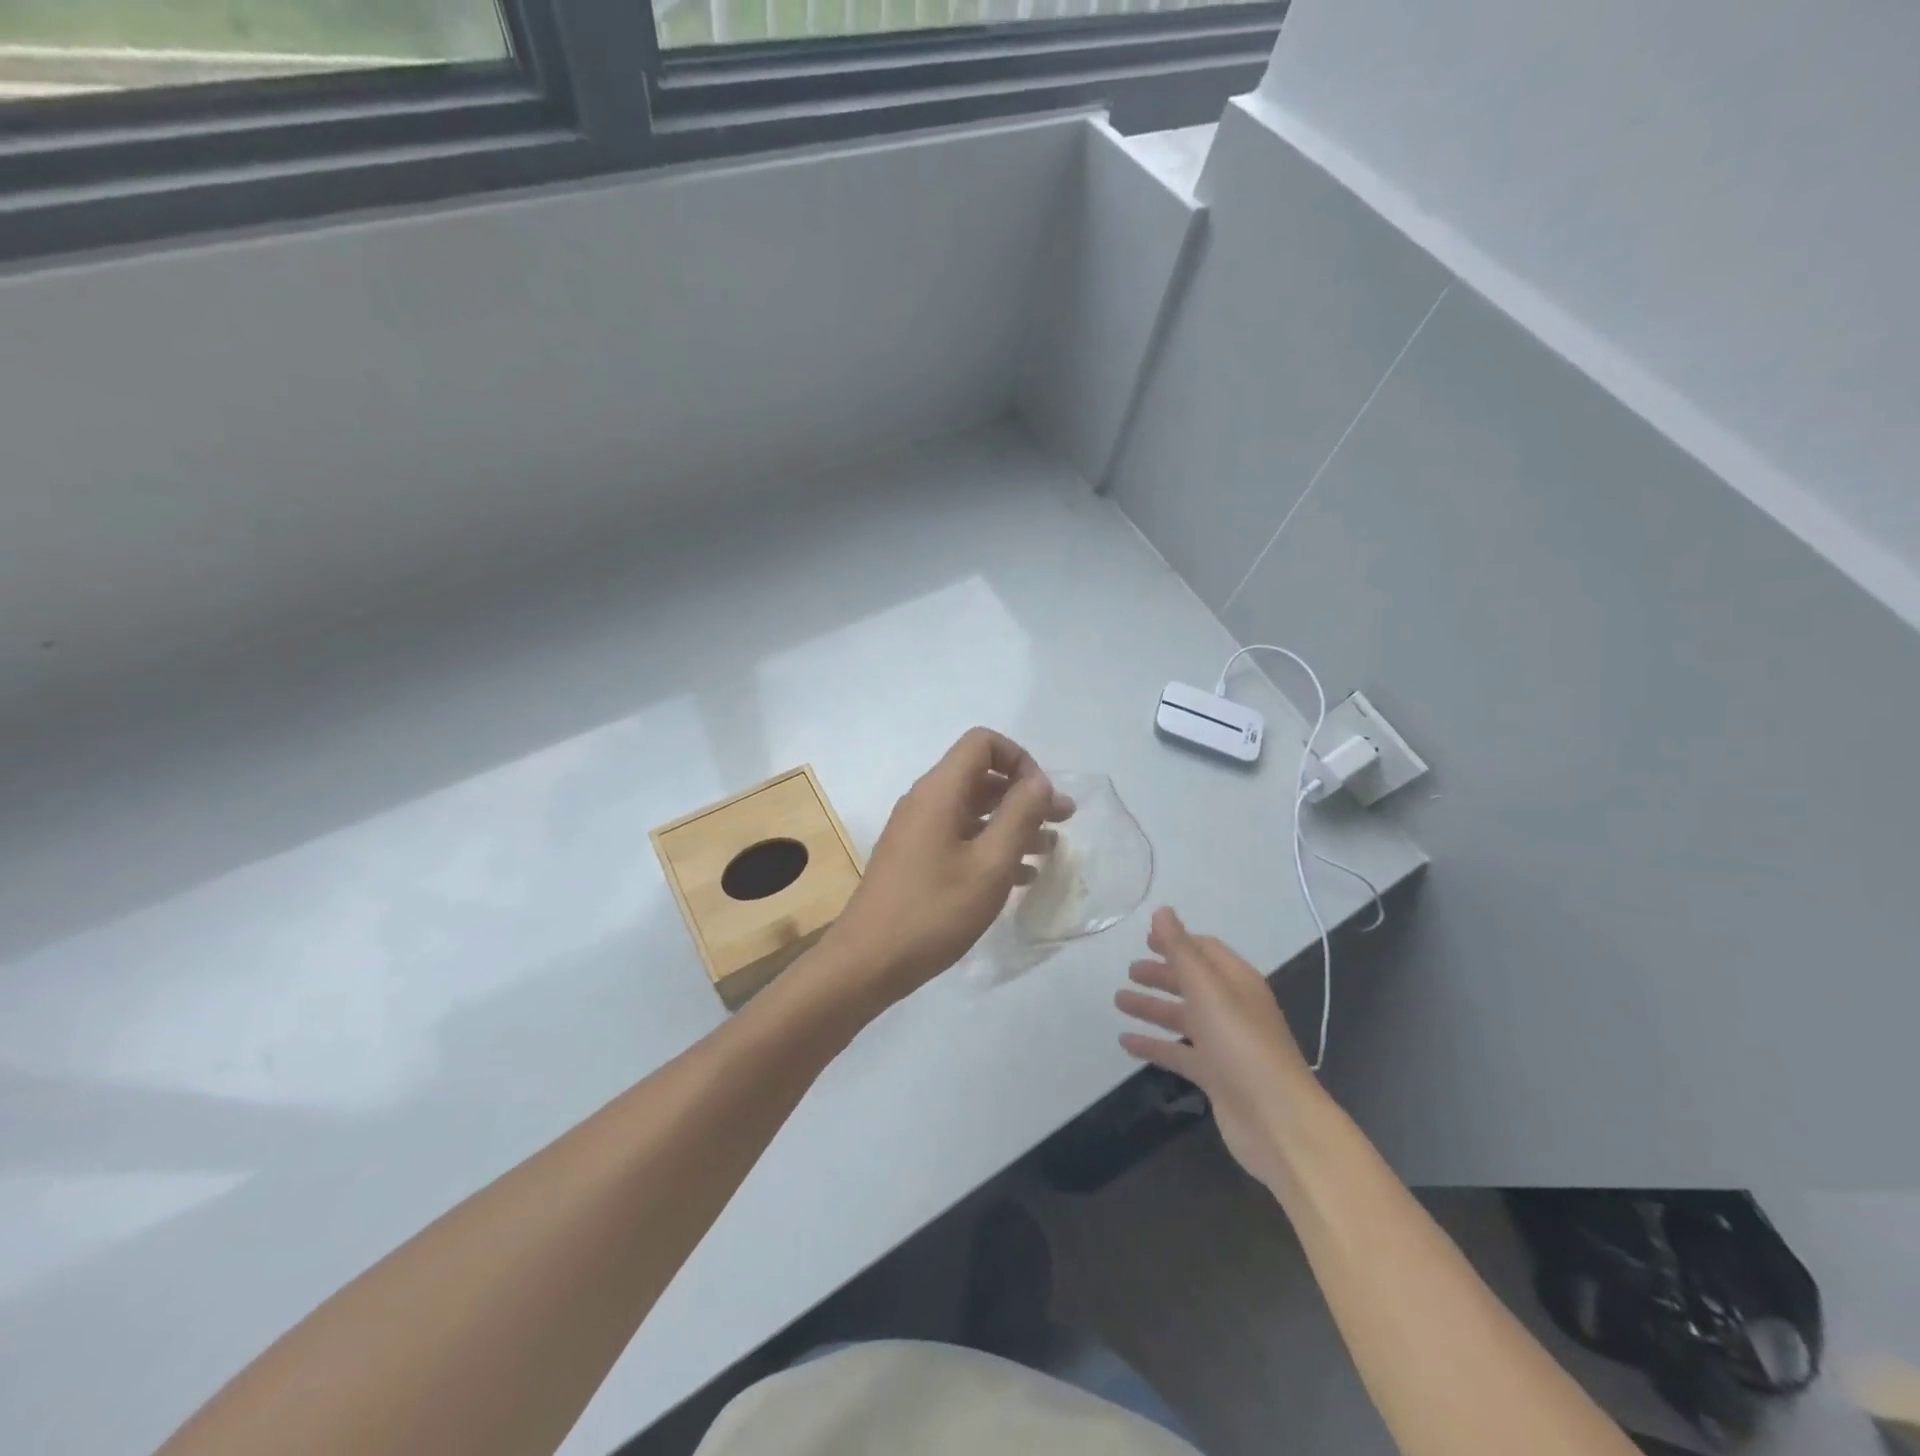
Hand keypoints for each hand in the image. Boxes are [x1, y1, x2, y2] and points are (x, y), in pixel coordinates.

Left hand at [818, 728, 1071, 1008]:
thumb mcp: (990, 864)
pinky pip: (959, 836)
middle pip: (981, 776)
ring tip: (1049, 851)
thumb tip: (1038, 781)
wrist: (868, 961)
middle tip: (1064, 821)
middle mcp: (925, 801)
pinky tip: (1019, 876)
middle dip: (1024, 794)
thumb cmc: (934, 911)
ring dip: (1012, 823)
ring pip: (973, 810)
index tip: (1043, 797)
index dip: (1019, 759)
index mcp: (940, 791)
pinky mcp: (914, 858)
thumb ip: (1020, 815)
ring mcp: (917, 830)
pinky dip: (991, 845)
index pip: (982, 742)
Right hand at [1116, 907, 1322, 1190]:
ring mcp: (1224, 1044)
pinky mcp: (1215, 1076)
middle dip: (1162, 974)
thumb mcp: (1207, 990)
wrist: (1278, 1121)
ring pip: (1183, 1017)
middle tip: (1129, 970)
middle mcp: (1232, 1008)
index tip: (1145, 938)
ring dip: (1152, 1007)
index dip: (1177, 942)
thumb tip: (1162, 911)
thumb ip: (1181, 950)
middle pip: (1192, 983)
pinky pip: (1179, 1052)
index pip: (1206, 950)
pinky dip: (1154, 1045)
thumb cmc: (1241, 1045)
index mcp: (1237, 982)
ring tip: (1118, 1000)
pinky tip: (1126, 1042)